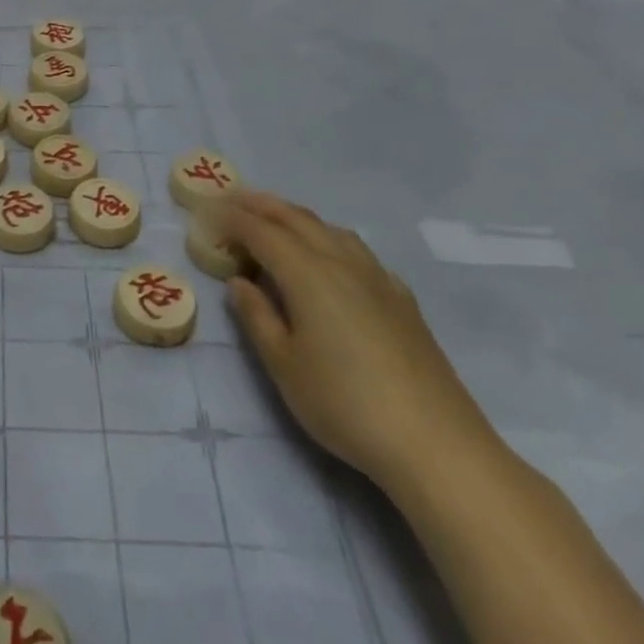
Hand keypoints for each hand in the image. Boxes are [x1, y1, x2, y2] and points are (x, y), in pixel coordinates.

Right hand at [219, 191, 499, 496]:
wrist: (437, 445)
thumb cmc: (345, 405)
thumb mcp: (284, 366)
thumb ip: (257, 317)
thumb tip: (239, 281)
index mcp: (307, 274)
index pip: (261, 232)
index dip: (232, 219)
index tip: (206, 214)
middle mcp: (341, 263)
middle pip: (296, 219)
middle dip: (261, 205)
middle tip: (232, 199)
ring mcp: (377, 278)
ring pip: (330, 229)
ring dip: (296, 217)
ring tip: (275, 220)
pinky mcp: (402, 299)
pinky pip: (356, 249)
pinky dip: (329, 238)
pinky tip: (330, 258)